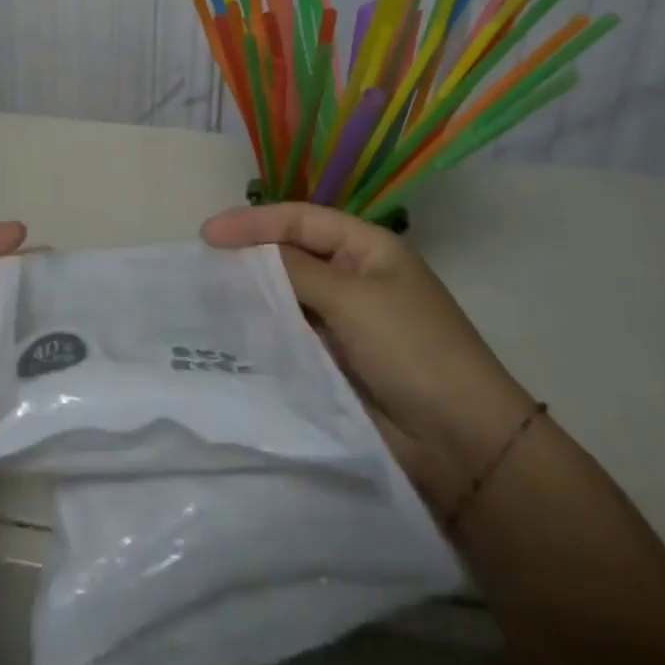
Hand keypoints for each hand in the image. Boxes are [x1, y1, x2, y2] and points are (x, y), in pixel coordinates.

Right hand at [203, 202, 535, 519]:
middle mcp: (353, 277)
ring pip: (287, 296)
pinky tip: (233, 330)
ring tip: (207, 294)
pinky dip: (264, 330)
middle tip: (202, 262)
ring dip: (253, 294)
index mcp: (367, 248)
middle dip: (249, 255)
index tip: (208, 233)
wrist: (462, 444)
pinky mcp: (334, 360)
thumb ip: (295, 270)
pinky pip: (291, 334)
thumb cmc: (412, 350)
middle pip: (291, 254)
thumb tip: (248, 254)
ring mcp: (344, 321)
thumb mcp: (353, 299)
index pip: (300, 221)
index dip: (253, 222)